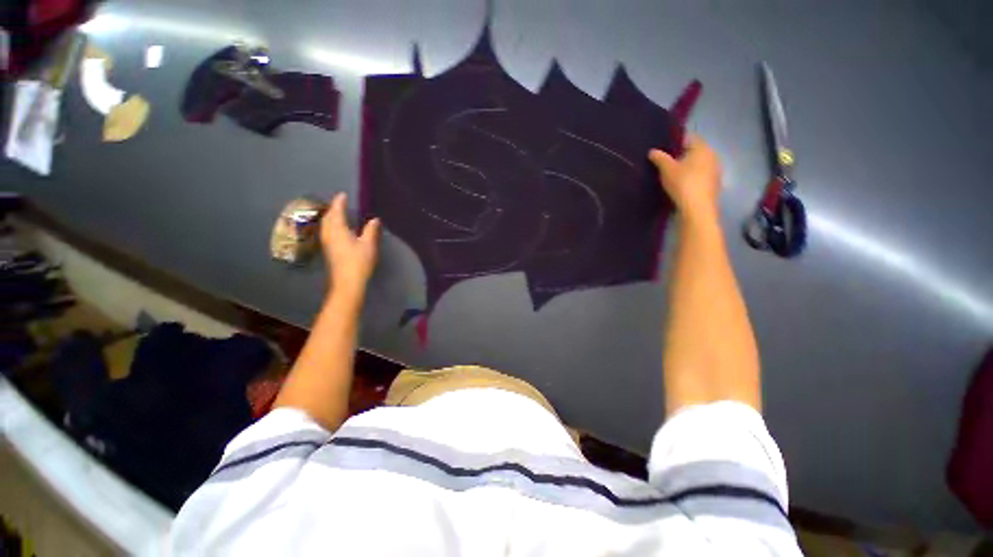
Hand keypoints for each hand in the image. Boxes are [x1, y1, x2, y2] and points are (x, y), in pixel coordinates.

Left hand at [321, 193, 379, 295]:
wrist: (347, 283)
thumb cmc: (359, 262)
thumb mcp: (369, 245)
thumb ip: (371, 230)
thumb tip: (374, 219)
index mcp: (338, 229)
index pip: (337, 211)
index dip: (340, 202)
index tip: (343, 195)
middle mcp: (329, 233)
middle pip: (328, 217)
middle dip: (333, 208)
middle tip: (341, 203)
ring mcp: (326, 243)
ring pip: (326, 225)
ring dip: (331, 217)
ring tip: (339, 214)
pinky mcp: (328, 250)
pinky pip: (327, 231)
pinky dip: (331, 225)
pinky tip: (338, 229)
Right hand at [649, 135, 721, 218]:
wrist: (697, 208)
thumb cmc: (682, 183)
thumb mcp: (666, 169)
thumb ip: (659, 158)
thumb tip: (652, 151)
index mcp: (702, 148)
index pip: (690, 138)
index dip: (677, 142)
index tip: (665, 150)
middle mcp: (713, 155)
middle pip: (696, 151)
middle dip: (683, 155)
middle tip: (667, 163)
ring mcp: (716, 170)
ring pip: (700, 164)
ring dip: (689, 167)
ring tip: (674, 176)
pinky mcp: (715, 184)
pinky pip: (702, 176)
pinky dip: (693, 178)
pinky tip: (683, 186)